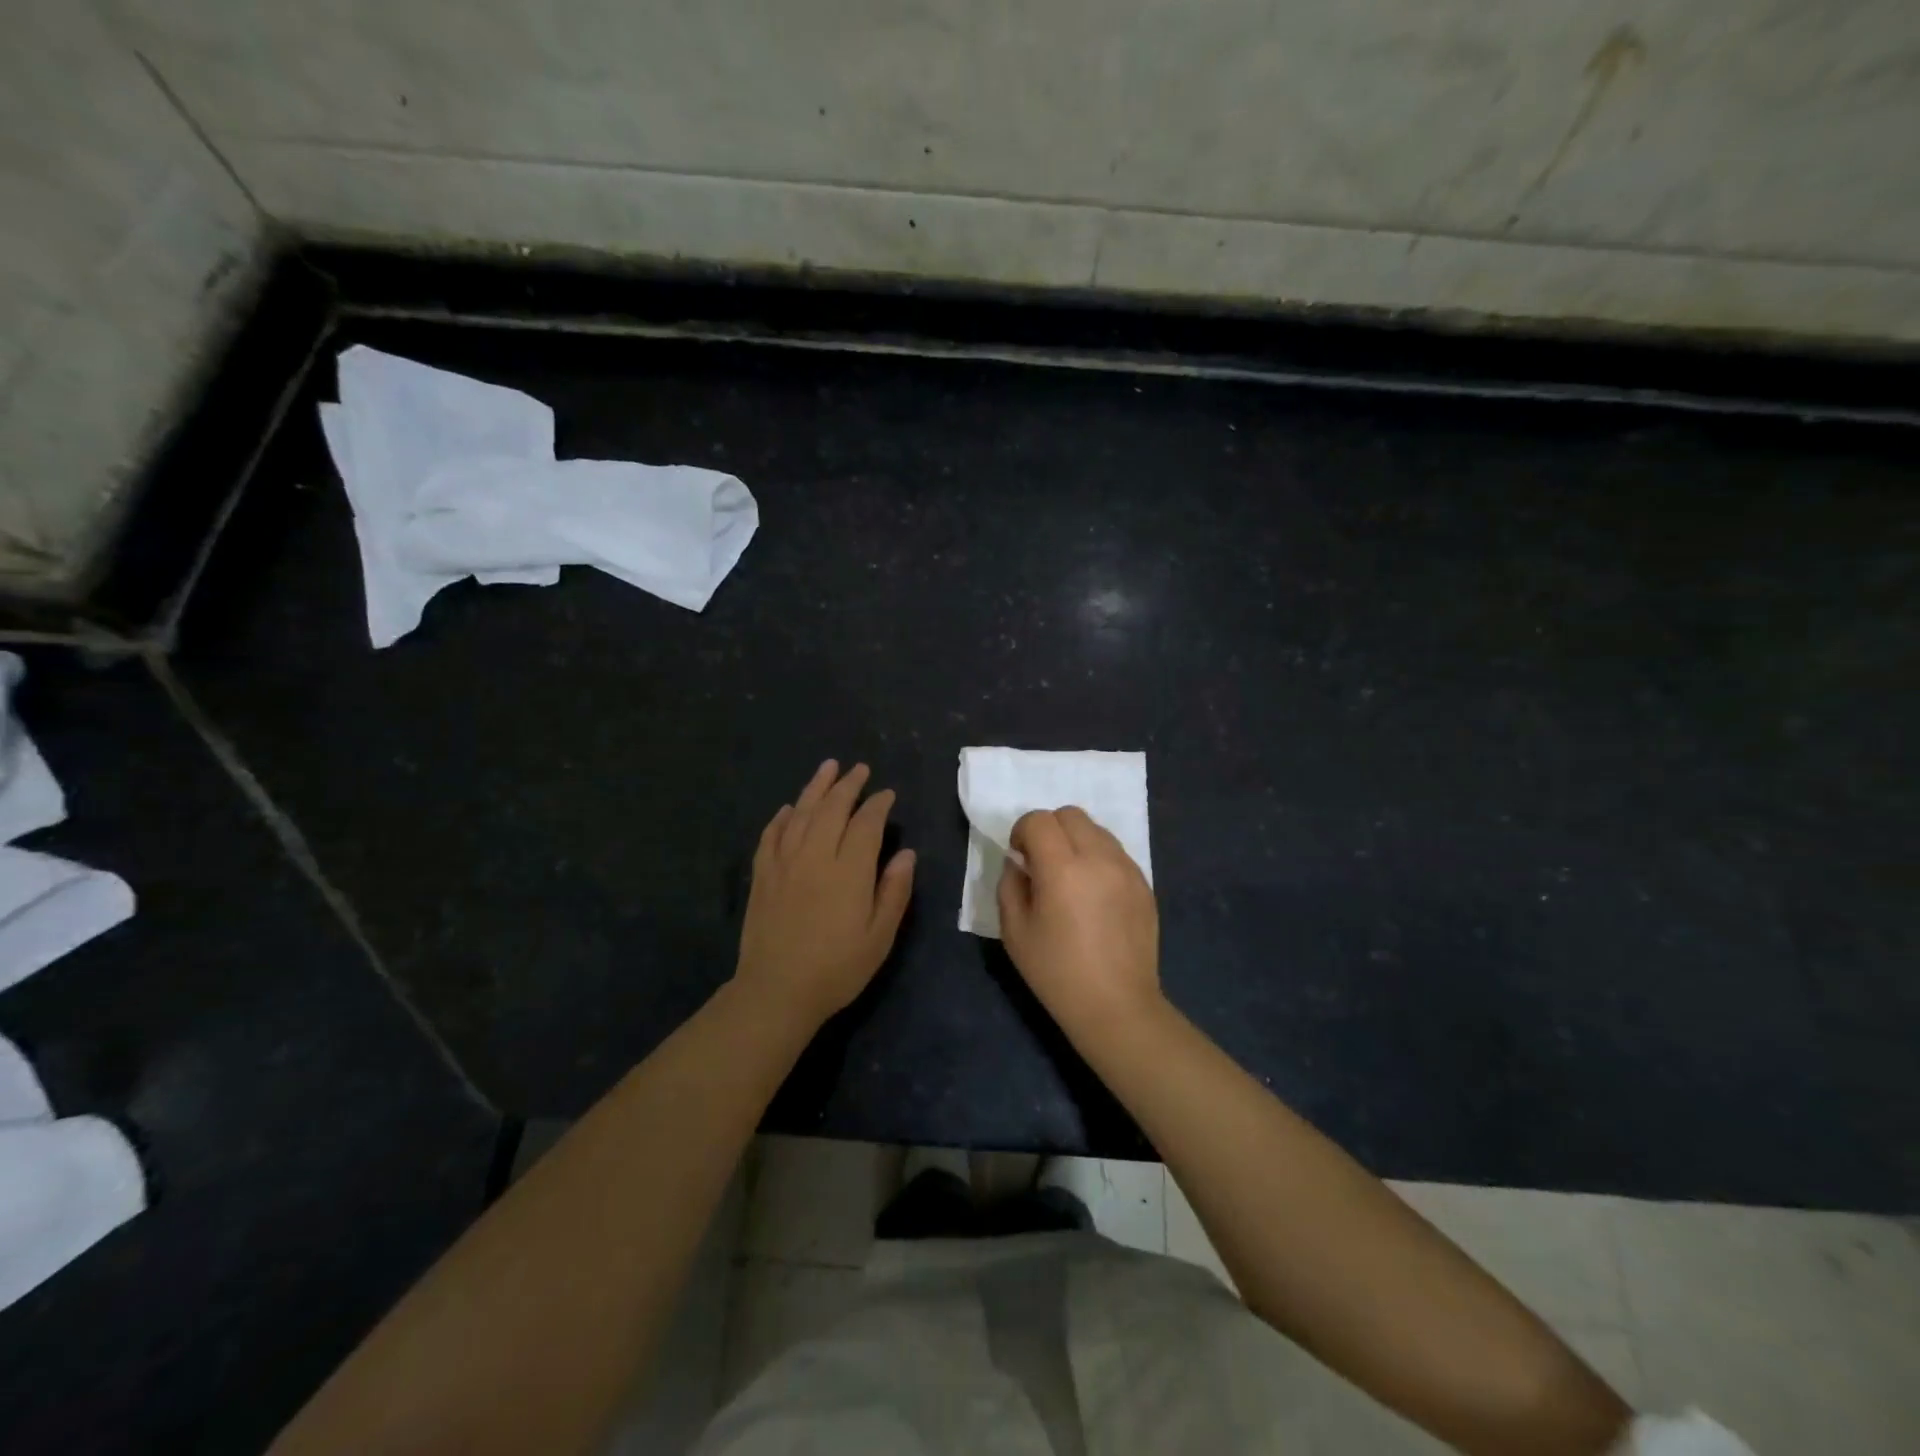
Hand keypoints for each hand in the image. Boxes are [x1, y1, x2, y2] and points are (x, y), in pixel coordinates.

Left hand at [735, 761, 915, 1029]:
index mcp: (849, 871)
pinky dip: (782, 817)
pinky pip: (771, 835)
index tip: (886, 794)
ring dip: (815, 788)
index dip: (878, 804)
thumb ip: (894, 891)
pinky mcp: (762, 875)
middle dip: (848, 785)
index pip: (866, 824)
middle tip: (859, 769)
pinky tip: (789, 808)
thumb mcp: (880, 936)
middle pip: (832, 808)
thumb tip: (906, 853)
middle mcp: (815, 856)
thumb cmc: (837, 968)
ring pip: (801, 813)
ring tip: (827, 768)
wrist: (776, 991)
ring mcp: (784, 863)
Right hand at [997, 806, 1161, 1039]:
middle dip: (1049, 829)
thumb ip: (1010, 885)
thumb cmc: (1057, 972)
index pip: (1038, 820)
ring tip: (1071, 877)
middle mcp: (1098, 858)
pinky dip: (1098, 858)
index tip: (1020, 858)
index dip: (1022, 832)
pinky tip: (1094, 893)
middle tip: (1043, 863)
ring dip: (1076, 840)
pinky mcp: (1144, 883)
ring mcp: (1126, 869)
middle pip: (1070, 814)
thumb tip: (1019, 862)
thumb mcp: (1014, 932)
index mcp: (1062, 868)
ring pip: (1096, 829)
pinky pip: (1116, 852)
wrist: (1116, 1006)